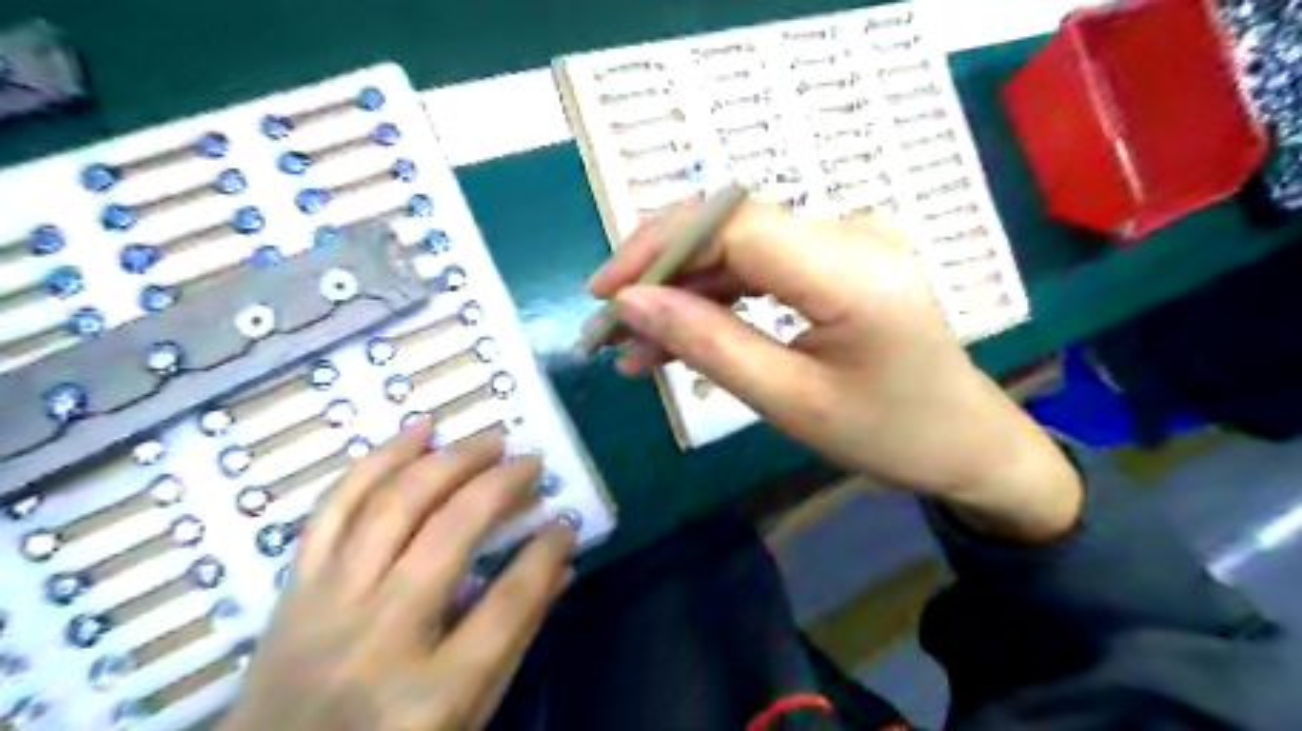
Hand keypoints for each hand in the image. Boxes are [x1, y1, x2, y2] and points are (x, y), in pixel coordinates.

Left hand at [220, 421, 576, 730]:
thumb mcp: (467, 715)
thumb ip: (516, 637)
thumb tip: (560, 566)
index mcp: (432, 692)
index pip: (507, 603)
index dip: (545, 553)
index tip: (566, 522)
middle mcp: (379, 637)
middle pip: (448, 535)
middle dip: (498, 486)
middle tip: (529, 460)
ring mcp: (328, 605)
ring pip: (391, 506)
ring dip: (446, 460)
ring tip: (486, 439)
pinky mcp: (296, 585)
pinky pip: (336, 506)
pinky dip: (378, 460)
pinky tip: (416, 431)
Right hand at [591, 202, 1078, 537]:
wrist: (965, 443)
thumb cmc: (889, 435)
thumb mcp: (791, 401)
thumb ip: (709, 344)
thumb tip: (631, 303)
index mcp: (850, 269)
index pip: (731, 225)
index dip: (658, 248)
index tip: (603, 293)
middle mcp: (850, 234)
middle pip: (729, 229)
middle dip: (660, 273)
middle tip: (609, 325)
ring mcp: (847, 242)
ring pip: (738, 250)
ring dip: (682, 292)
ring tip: (634, 346)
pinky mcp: (839, 261)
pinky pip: (762, 268)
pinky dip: (716, 299)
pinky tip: (678, 336)